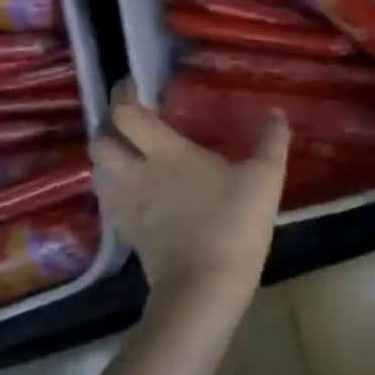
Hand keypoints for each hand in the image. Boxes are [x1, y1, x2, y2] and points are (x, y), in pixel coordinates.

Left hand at [90, 83, 288, 312]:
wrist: (204, 290)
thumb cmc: (233, 225)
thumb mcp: (264, 179)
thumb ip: (271, 142)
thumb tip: (277, 112)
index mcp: (165, 152)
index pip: (127, 114)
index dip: (123, 94)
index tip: (131, 84)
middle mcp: (136, 174)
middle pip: (99, 142)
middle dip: (107, 127)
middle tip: (127, 122)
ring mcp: (128, 207)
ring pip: (98, 173)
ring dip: (106, 158)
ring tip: (127, 153)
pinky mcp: (129, 235)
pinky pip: (110, 202)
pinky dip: (114, 189)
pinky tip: (134, 192)